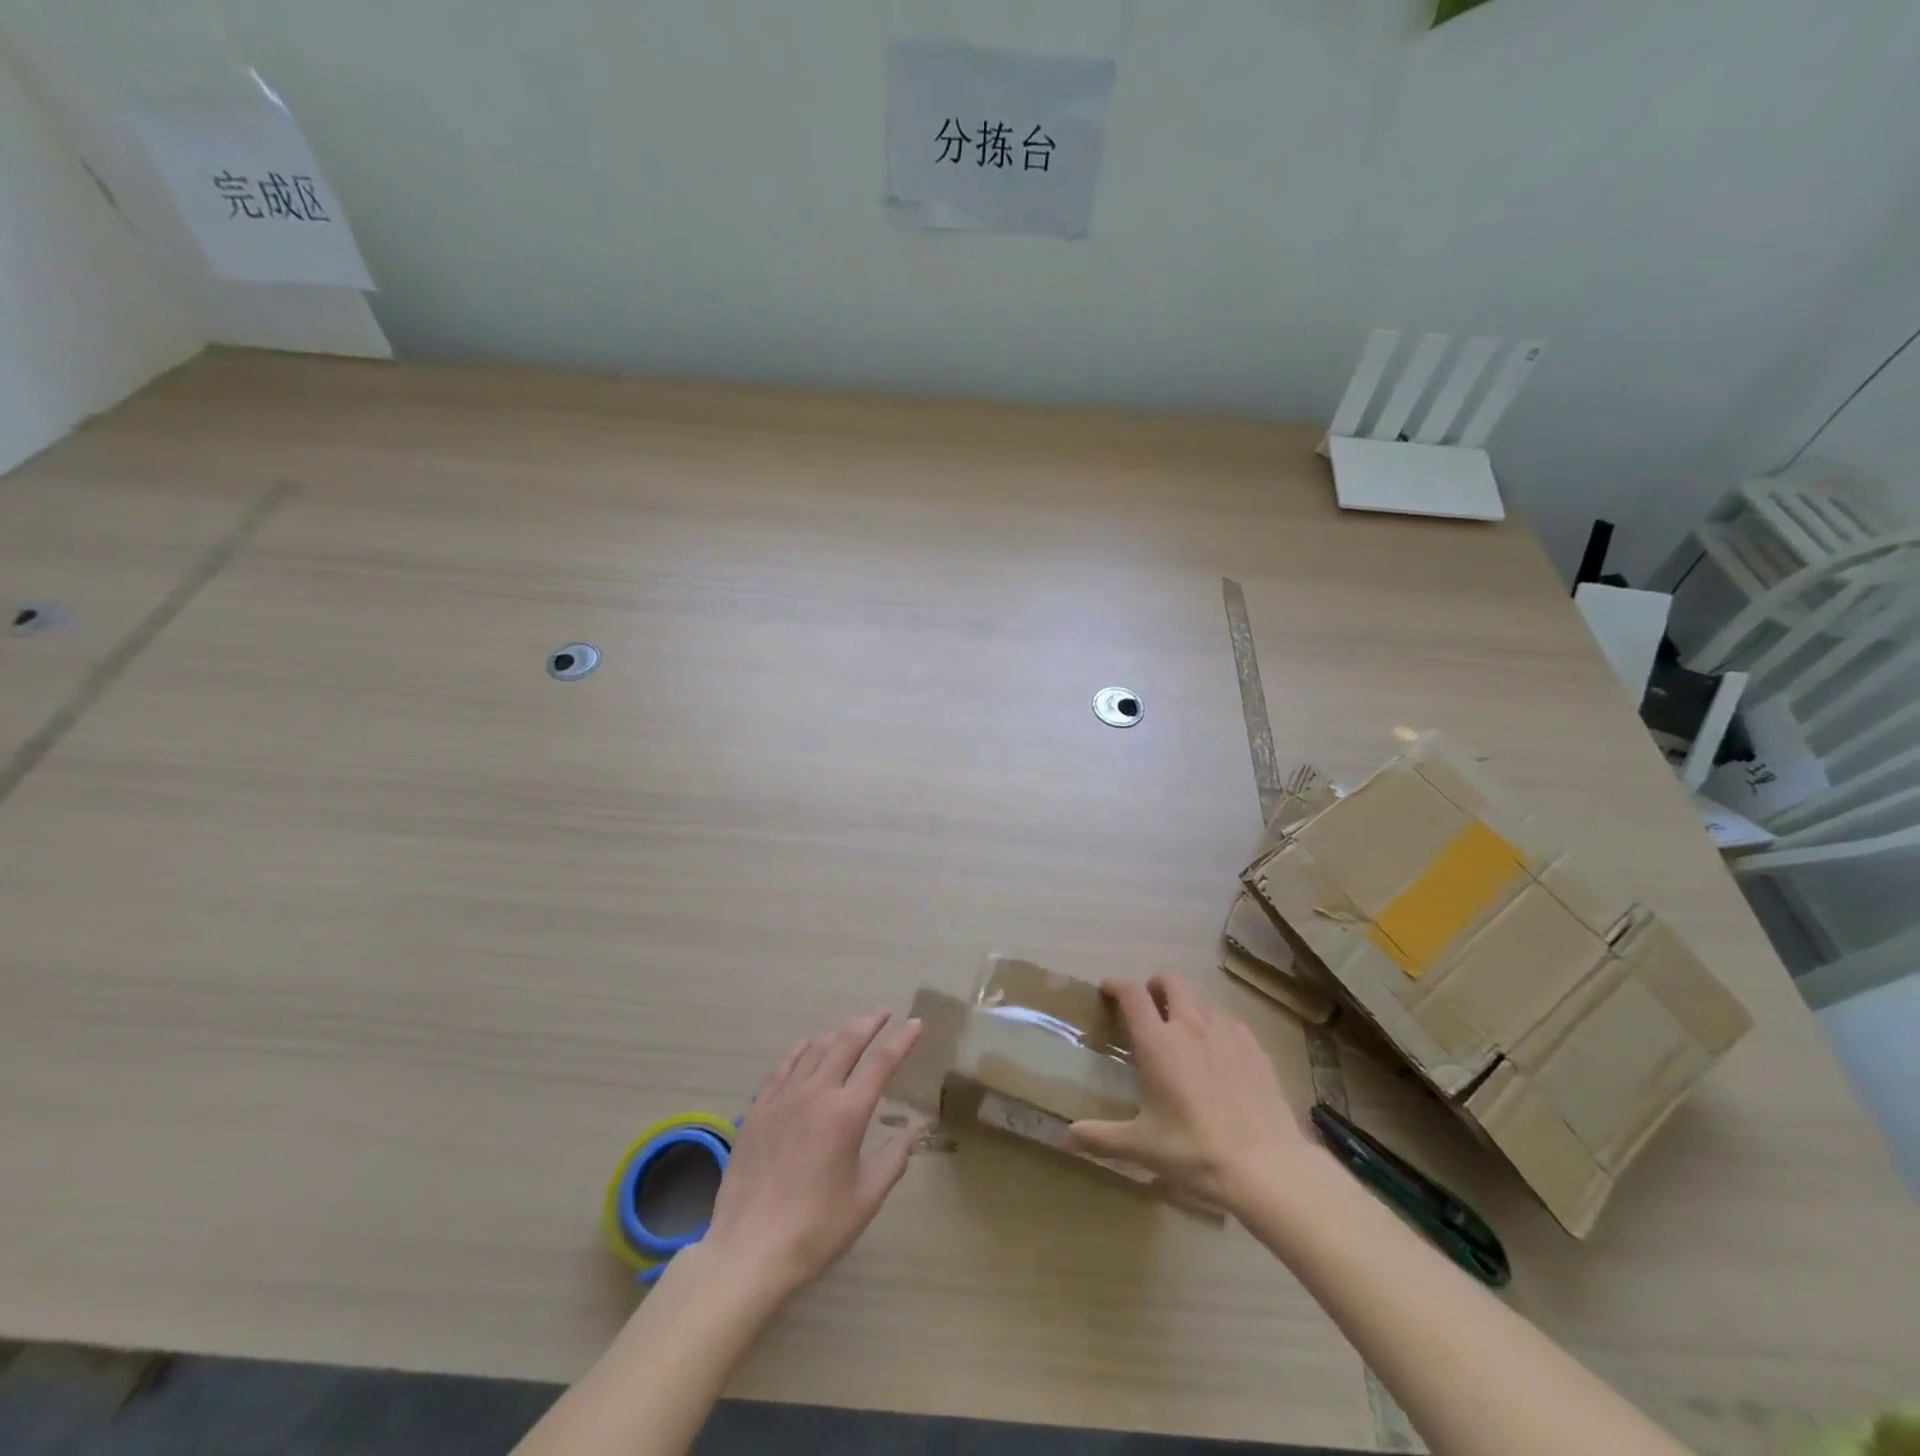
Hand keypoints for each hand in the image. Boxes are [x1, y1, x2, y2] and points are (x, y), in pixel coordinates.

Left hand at [703, 1010, 922, 1299]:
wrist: (749, 1250)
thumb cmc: (816, 1229)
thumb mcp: (867, 1199)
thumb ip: (893, 1160)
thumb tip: (909, 1132)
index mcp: (847, 1113)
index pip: (882, 1063)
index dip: (902, 1040)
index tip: (916, 1023)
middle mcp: (817, 1093)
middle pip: (847, 1042)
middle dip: (870, 1022)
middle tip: (885, 1013)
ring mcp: (784, 1097)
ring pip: (815, 1048)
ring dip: (838, 1032)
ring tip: (852, 1027)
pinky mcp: (759, 1109)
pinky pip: (784, 1066)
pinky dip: (801, 1049)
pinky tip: (808, 1045)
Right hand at [1068, 974, 1311, 1212]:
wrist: (1265, 1166)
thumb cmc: (1194, 1151)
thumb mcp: (1143, 1147)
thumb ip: (1102, 1138)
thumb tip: (1068, 1137)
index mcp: (1157, 1043)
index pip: (1132, 994)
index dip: (1116, 985)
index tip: (1108, 989)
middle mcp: (1190, 1026)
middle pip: (1172, 981)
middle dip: (1157, 985)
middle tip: (1151, 1004)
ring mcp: (1227, 1033)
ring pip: (1202, 998)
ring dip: (1188, 1004)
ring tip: (1184, 1029)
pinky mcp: (1255, 1047)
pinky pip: (1230, 1021)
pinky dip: (1217, 1025)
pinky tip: (1219, 1051)